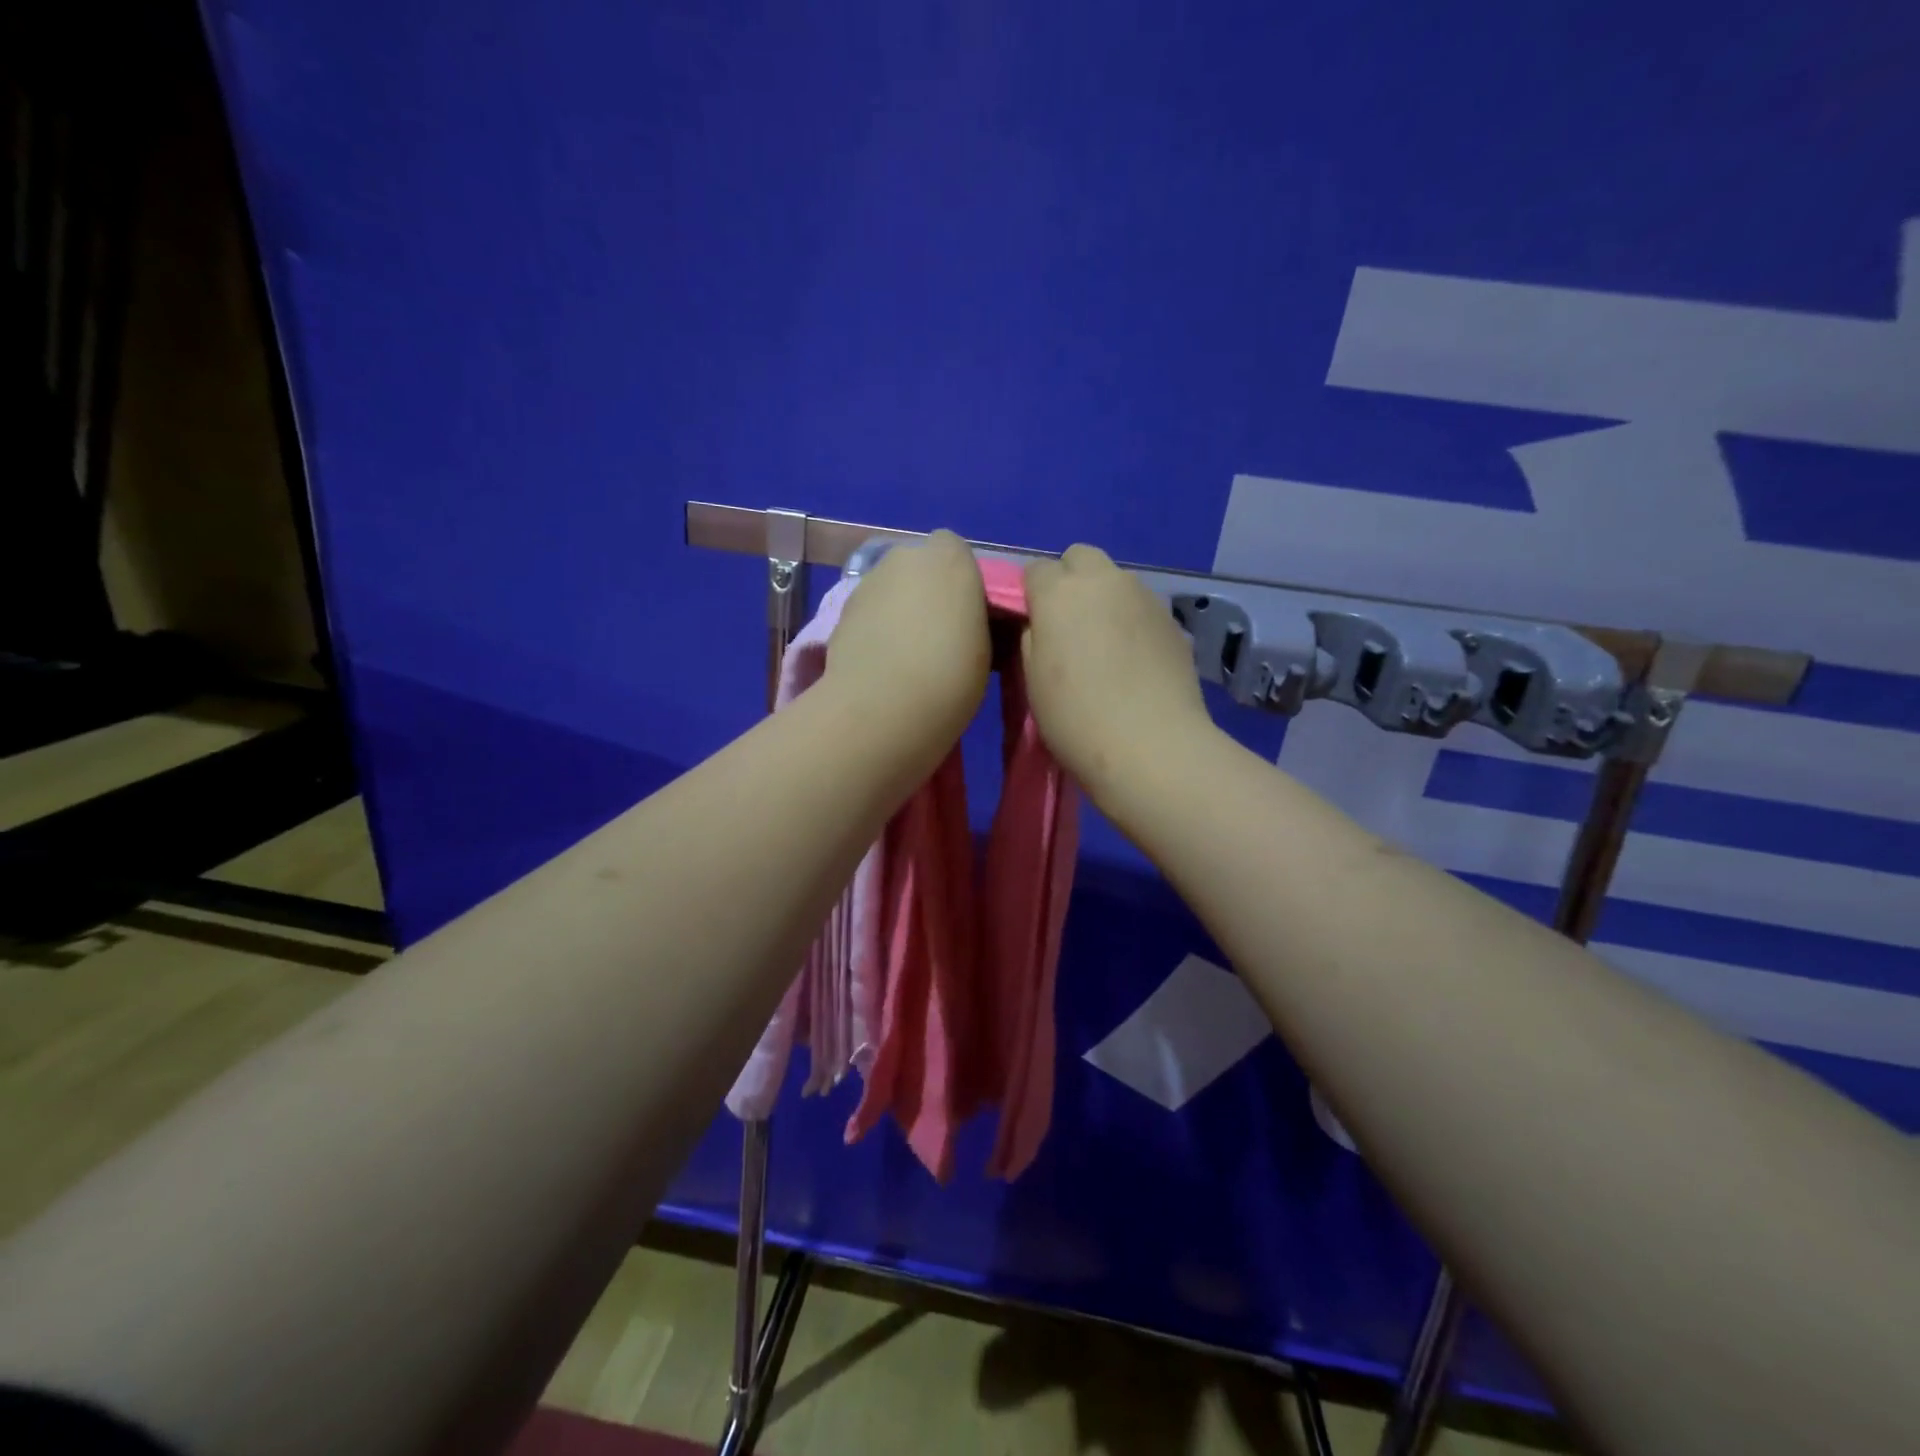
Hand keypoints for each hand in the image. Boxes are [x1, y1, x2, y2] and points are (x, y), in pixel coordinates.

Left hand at [827, 530, 990, 754]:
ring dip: (897, 611)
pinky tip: (881, 666)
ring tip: (906, 657)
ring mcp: (868, 582)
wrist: (883, 708)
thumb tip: (961, 620)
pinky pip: (867, 614)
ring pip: (889, 589)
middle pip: (918, 566)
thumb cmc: (951, 675)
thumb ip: (972, 617)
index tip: (966, 615)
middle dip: (925, 591)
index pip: (955, 550)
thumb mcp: (986, 646)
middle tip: (936, 635)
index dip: (959, 579)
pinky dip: (874, 630)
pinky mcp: (840, 611)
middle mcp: (905, 557)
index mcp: (950, 558)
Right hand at [1021, 544, 1215, 804]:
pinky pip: (1141, 606)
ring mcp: (1144, 596)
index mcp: (1059, 592)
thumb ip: (1032, 637)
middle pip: (1080, 557)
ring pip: (1115, 580)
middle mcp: (1104, 581)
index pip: (1035, 570)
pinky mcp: (1172, 620)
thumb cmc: (1076, 718)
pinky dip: (1131, 621)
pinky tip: (1133, 660)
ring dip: (1103, 599)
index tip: (1033, 626)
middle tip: (1068, 625)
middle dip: (1070, 580)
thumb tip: (1042, 623)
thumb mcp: (1032, 680)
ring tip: (1104, 645)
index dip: (1031, 595)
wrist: (1151, 746)